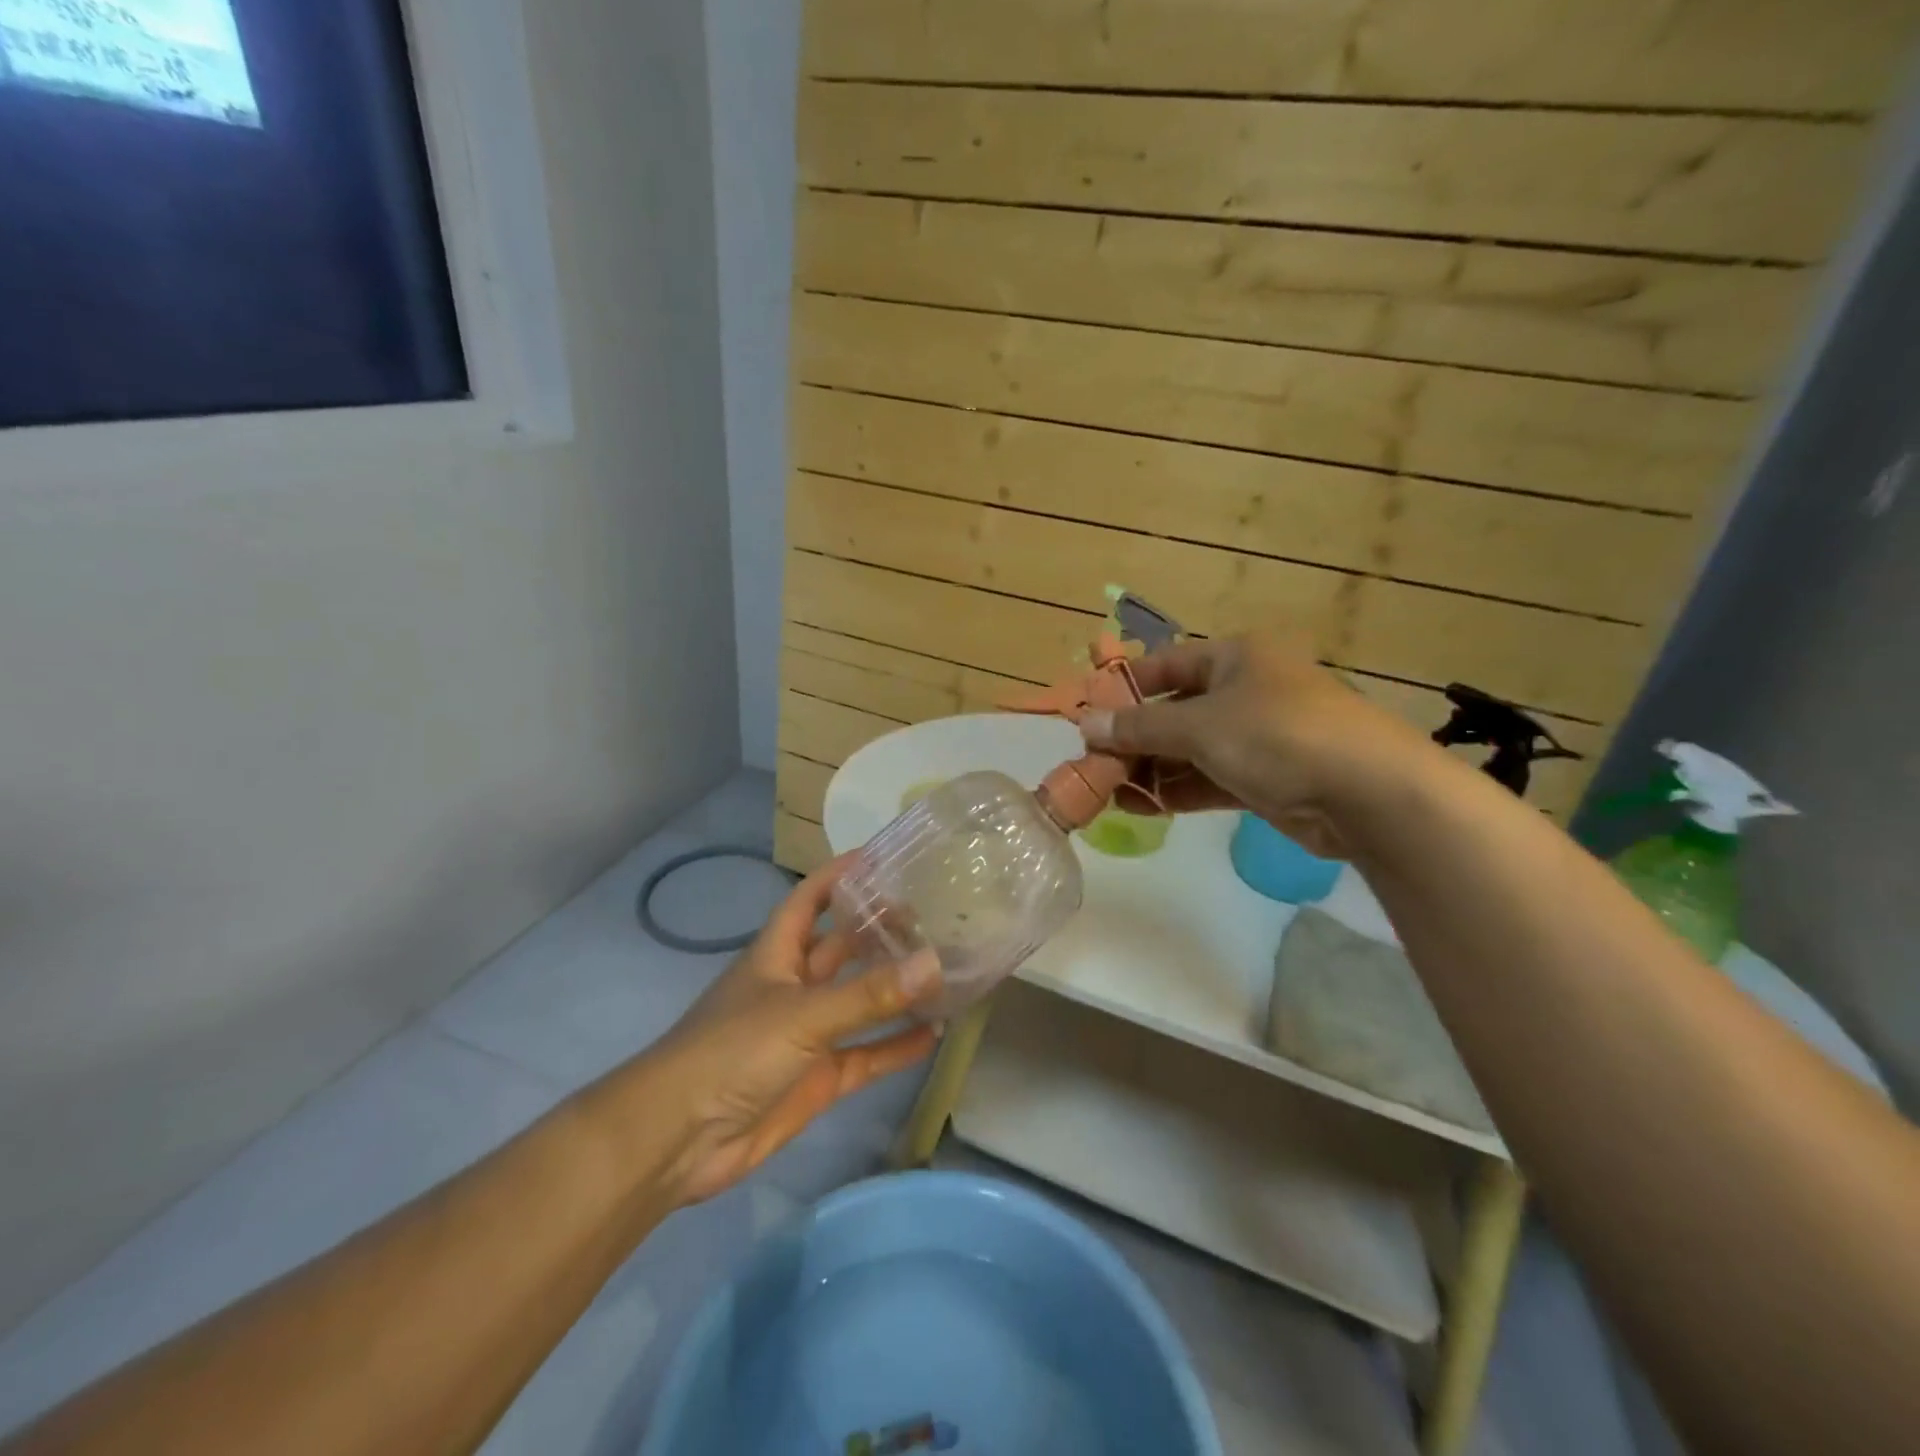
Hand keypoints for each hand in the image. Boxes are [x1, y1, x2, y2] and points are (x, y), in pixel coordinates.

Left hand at [635, 856, 943, 1205]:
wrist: (680, 1139)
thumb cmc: (733, 1052)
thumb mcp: (803, 1015)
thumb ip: (869, 994)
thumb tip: (935, 963)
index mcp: (778, 953)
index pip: (811, 897)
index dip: (841, 874)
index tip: (884, 855)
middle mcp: (795, 985)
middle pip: (843, 947)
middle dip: (881, 931)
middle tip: (935, 914)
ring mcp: (808, 1033)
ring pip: (860, 1001)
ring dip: (896, 989)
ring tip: (946, 968)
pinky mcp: (818, 1077)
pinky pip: (866, 1055)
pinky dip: (895, 1046)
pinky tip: (933, 1035)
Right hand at [1081, 633, 1418, 858]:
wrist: (1367, 793)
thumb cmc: (1277, 735)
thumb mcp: (1199, 725)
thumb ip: (1140, 727)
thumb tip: (1086, 724)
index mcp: (1235, 658)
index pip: (1165, 665)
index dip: (1124, 687)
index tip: (1087, 713)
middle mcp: (1245, 691)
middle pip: (1174, 711)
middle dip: (1134, 738)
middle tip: (1093, 763)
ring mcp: (1257, 738)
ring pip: (1189, 750)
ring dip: (1150, 769)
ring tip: (1106, 790)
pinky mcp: (1265, 779)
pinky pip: (1208, 779)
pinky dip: (1176, 790)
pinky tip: (1139, 806)